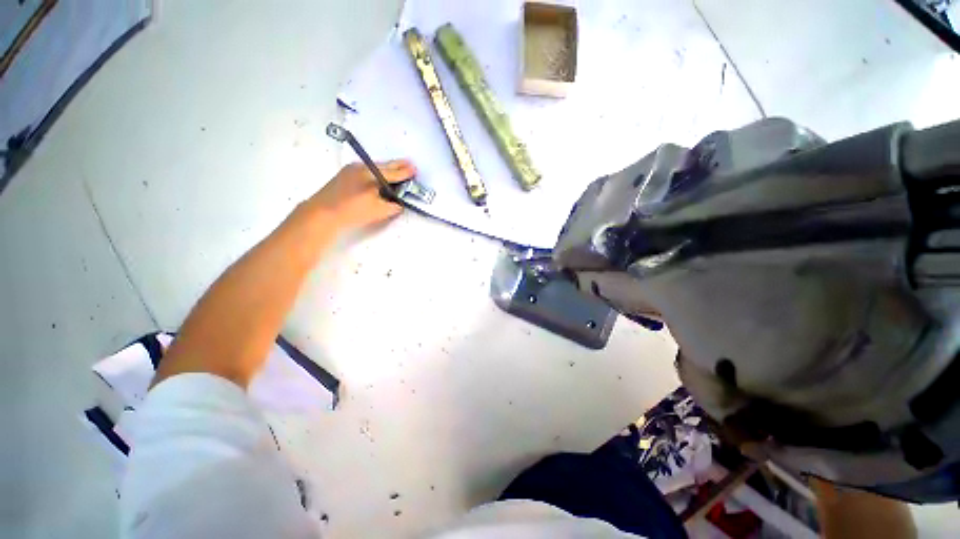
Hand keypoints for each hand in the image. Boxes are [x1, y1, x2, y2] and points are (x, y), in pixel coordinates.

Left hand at [309, 159, 416, 228]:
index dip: (405, 172)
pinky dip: (377, 172)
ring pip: (375, 167)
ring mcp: (352, 169)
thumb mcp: (379, 211)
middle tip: (410, 164)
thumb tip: (399, 203)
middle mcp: (362, 167)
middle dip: (398, 166)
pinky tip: (380, 177)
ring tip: (397, 170)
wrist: (323, 213)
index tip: (415, 170)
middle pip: (384, 165)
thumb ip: (393, 206)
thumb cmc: (353, 211)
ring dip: (387, 169)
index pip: (393, 172)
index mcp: (372, 174)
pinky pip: (367, 169)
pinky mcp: (345, 174)